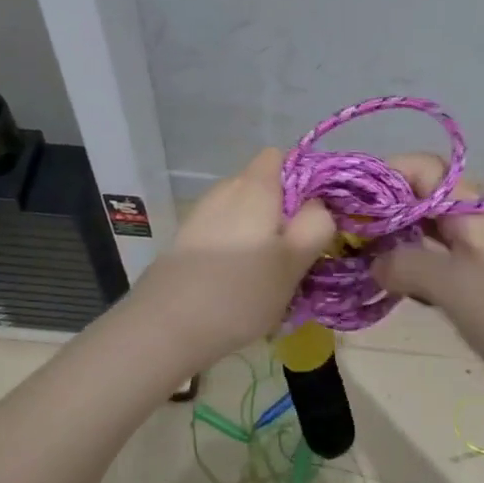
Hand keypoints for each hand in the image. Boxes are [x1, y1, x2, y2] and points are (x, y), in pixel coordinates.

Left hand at [129, 149, 336, 370]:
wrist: (166, 326)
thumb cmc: (241, 290)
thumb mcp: (294, 261)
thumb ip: (316, 224)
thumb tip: (318, 205)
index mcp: (254, 186)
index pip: (281, 156)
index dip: (303, 178)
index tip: (315, 216)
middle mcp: (225, 190)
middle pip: (263, 187)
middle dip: (283, 214)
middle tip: (298, 254)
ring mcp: (201, 214)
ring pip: (243, 213)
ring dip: (260, 236)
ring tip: (269, 277)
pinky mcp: (186, 240)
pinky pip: (223, 233)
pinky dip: (236, 250)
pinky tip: (238, 285)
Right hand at [373, 154, 483, 419]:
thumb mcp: (447, 283)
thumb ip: (402, 263)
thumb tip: (374, 262)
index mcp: (469, 207)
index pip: (419, 168)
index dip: (382, 177)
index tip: (349, 206)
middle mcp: (473, 220)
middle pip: (419, 198)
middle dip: (382, 213)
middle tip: (348, 239)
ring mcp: (479, 252)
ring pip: (425, 233)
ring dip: (395, 243)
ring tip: (363, 264)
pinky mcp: (480, 282)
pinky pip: (437, 262)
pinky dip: (412, 269)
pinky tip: (395, 289)